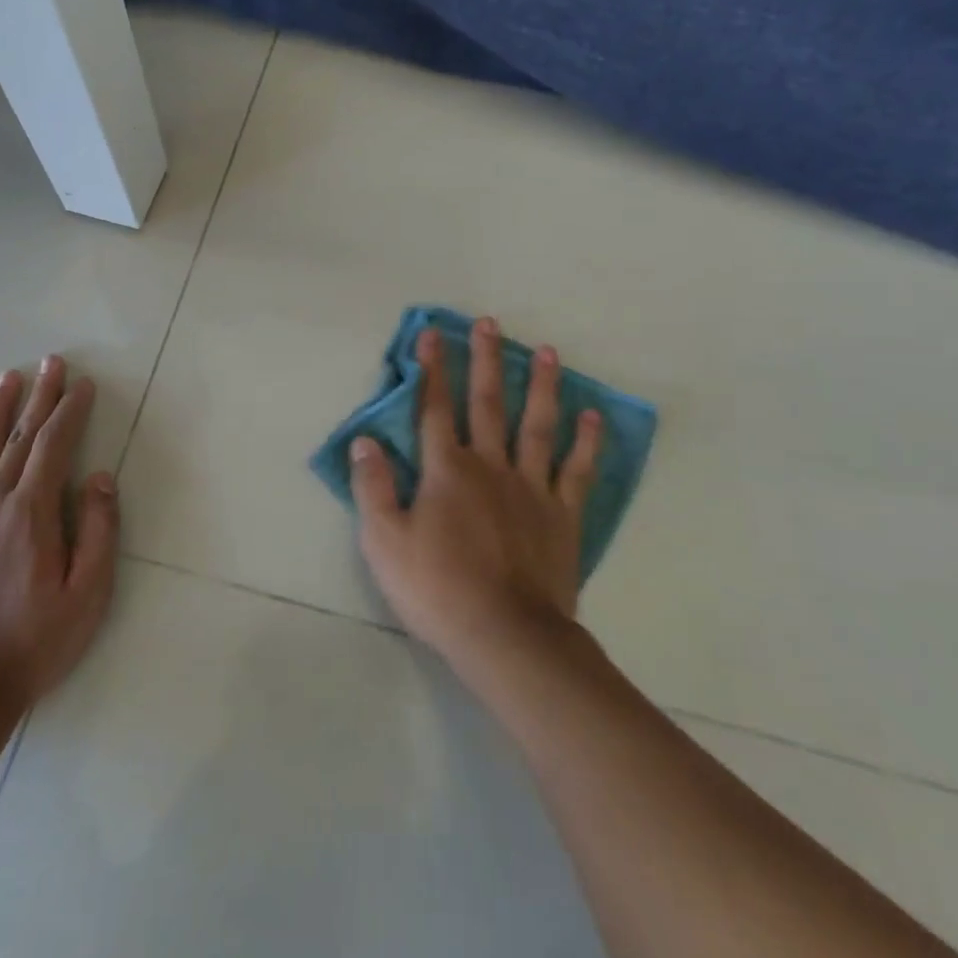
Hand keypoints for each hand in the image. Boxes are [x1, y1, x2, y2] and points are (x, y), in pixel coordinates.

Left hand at [0, 356, 118, 714]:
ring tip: (6, 379)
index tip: (81, 384)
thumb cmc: (33, 644)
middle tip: (51, 362)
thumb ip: (98, 531)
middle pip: (20, 439)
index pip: (55, 446)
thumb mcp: (87, 595)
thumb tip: (99, 477)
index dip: (70, 410)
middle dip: (39, 398)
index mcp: (31, 514)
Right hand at [352, 318, 601, 677]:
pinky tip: (592, 415)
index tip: (432, 333)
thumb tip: (365, 440)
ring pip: (536, 424)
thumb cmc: (437, 588)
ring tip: (546, 350)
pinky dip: (585, 442)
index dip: (431, 369)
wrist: (506, 634)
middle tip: (490, 323)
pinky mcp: (562, 514)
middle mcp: (490, 465)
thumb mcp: (384, 542)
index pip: (433, 408)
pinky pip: (576, 470)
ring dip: (540, 385)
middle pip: (487, 403)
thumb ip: (372, 487)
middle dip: (485, 360)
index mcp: (446, 470)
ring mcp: (531, 487)